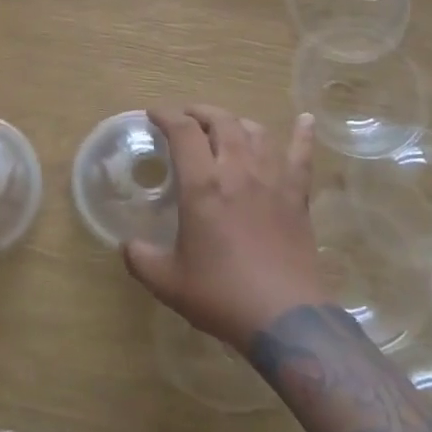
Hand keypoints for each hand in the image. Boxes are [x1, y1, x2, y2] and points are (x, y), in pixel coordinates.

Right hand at [122, 105, 322, 350]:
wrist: (284, 317)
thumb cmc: (222, 295)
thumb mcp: (167, 282)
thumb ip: (141, 259)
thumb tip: (127, 245)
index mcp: (202, 185)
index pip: (183, 132)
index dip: (167, 115)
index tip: (154, 114)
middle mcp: (238, 171)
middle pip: (222, 122)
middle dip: (200, 113)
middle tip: (187, 119)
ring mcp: (273, 180)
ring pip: (257, 133)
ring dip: (237, 122)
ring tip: (226, 126)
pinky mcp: (297, 196)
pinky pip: (302, 156)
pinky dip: (302, 134)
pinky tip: (305, 120)